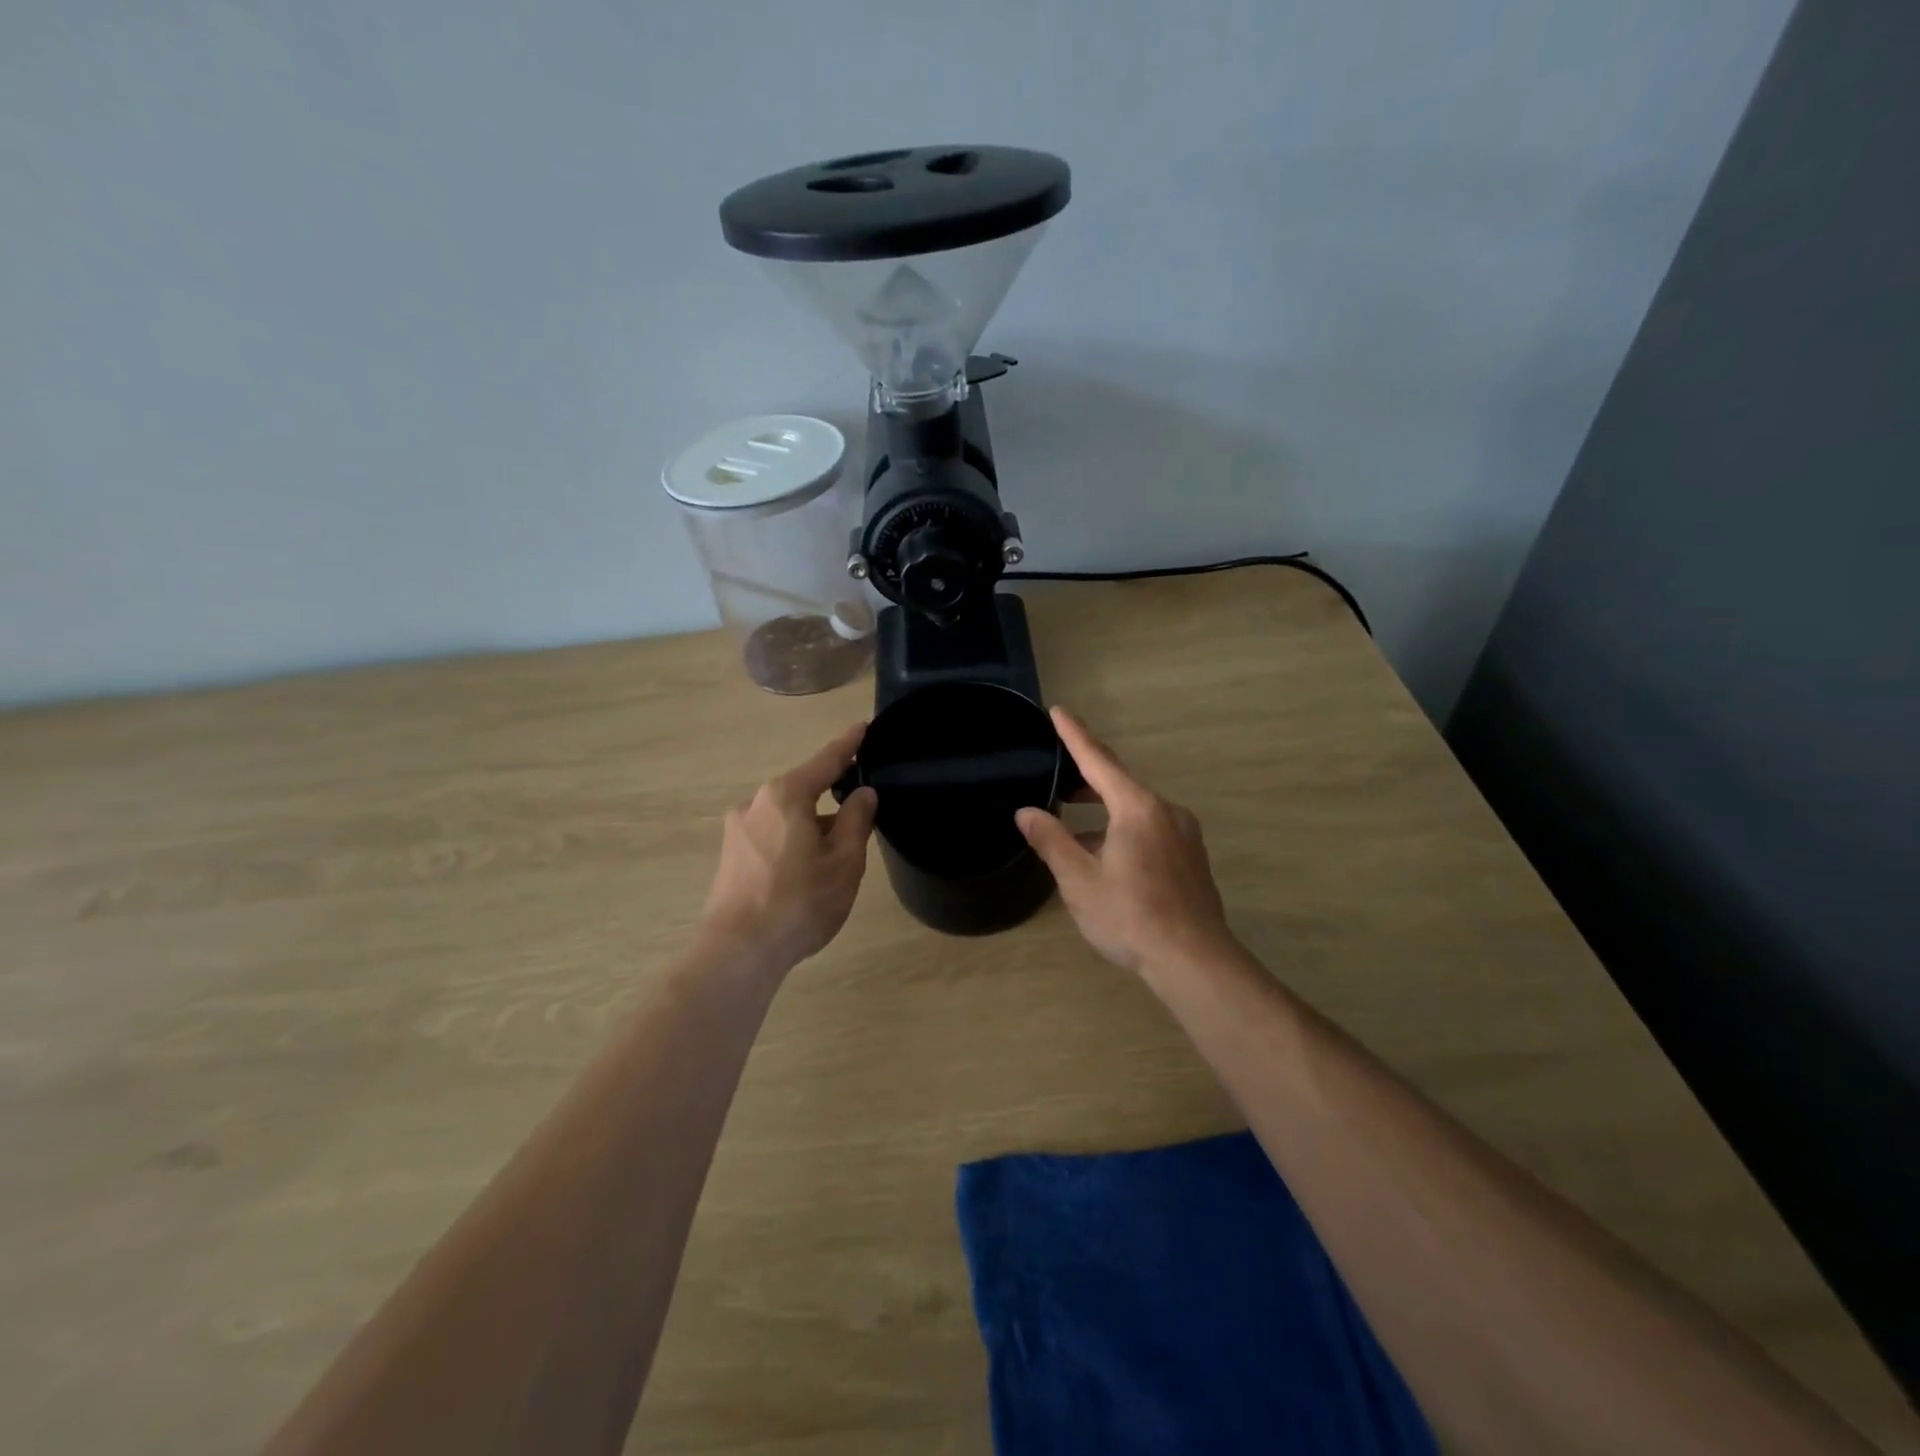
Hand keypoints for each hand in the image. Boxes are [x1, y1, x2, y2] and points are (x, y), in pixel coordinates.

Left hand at [701, 722, 878, 971]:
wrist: (738, 952)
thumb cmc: (799, 901)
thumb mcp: (844, 861)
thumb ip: (857, 820)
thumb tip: (863, 793)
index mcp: (786, 795)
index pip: (826, 760)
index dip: (849, 744)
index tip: (864, 727)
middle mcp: (756, 803)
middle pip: (803, 790)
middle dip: (832, 799)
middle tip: (859, 820)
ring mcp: (737, 830)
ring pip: (787, 817)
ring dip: (812, 827)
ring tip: (834, 859)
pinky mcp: (730, 856)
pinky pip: (771, 836)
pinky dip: (793, 843)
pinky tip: (804, 873)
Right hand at [1015, 708, 1236, 978]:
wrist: (1194, 960)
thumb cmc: (1130, 916)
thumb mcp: (1079, 880)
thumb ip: (1051, 841)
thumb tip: (1026, 813)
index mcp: (1137, 808)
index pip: (1098, 761)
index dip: (1075, 736)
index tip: (1059, 711)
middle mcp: (1166, 811)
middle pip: (1119, 783)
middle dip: (1086, 779)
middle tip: (1056, 778)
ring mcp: (1183, 835)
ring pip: (1135, 810)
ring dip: (1103, 812)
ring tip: (1072, 827)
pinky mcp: (1191, 858)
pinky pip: (1150, 830)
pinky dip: (1122, 830)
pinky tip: (1105, 856)